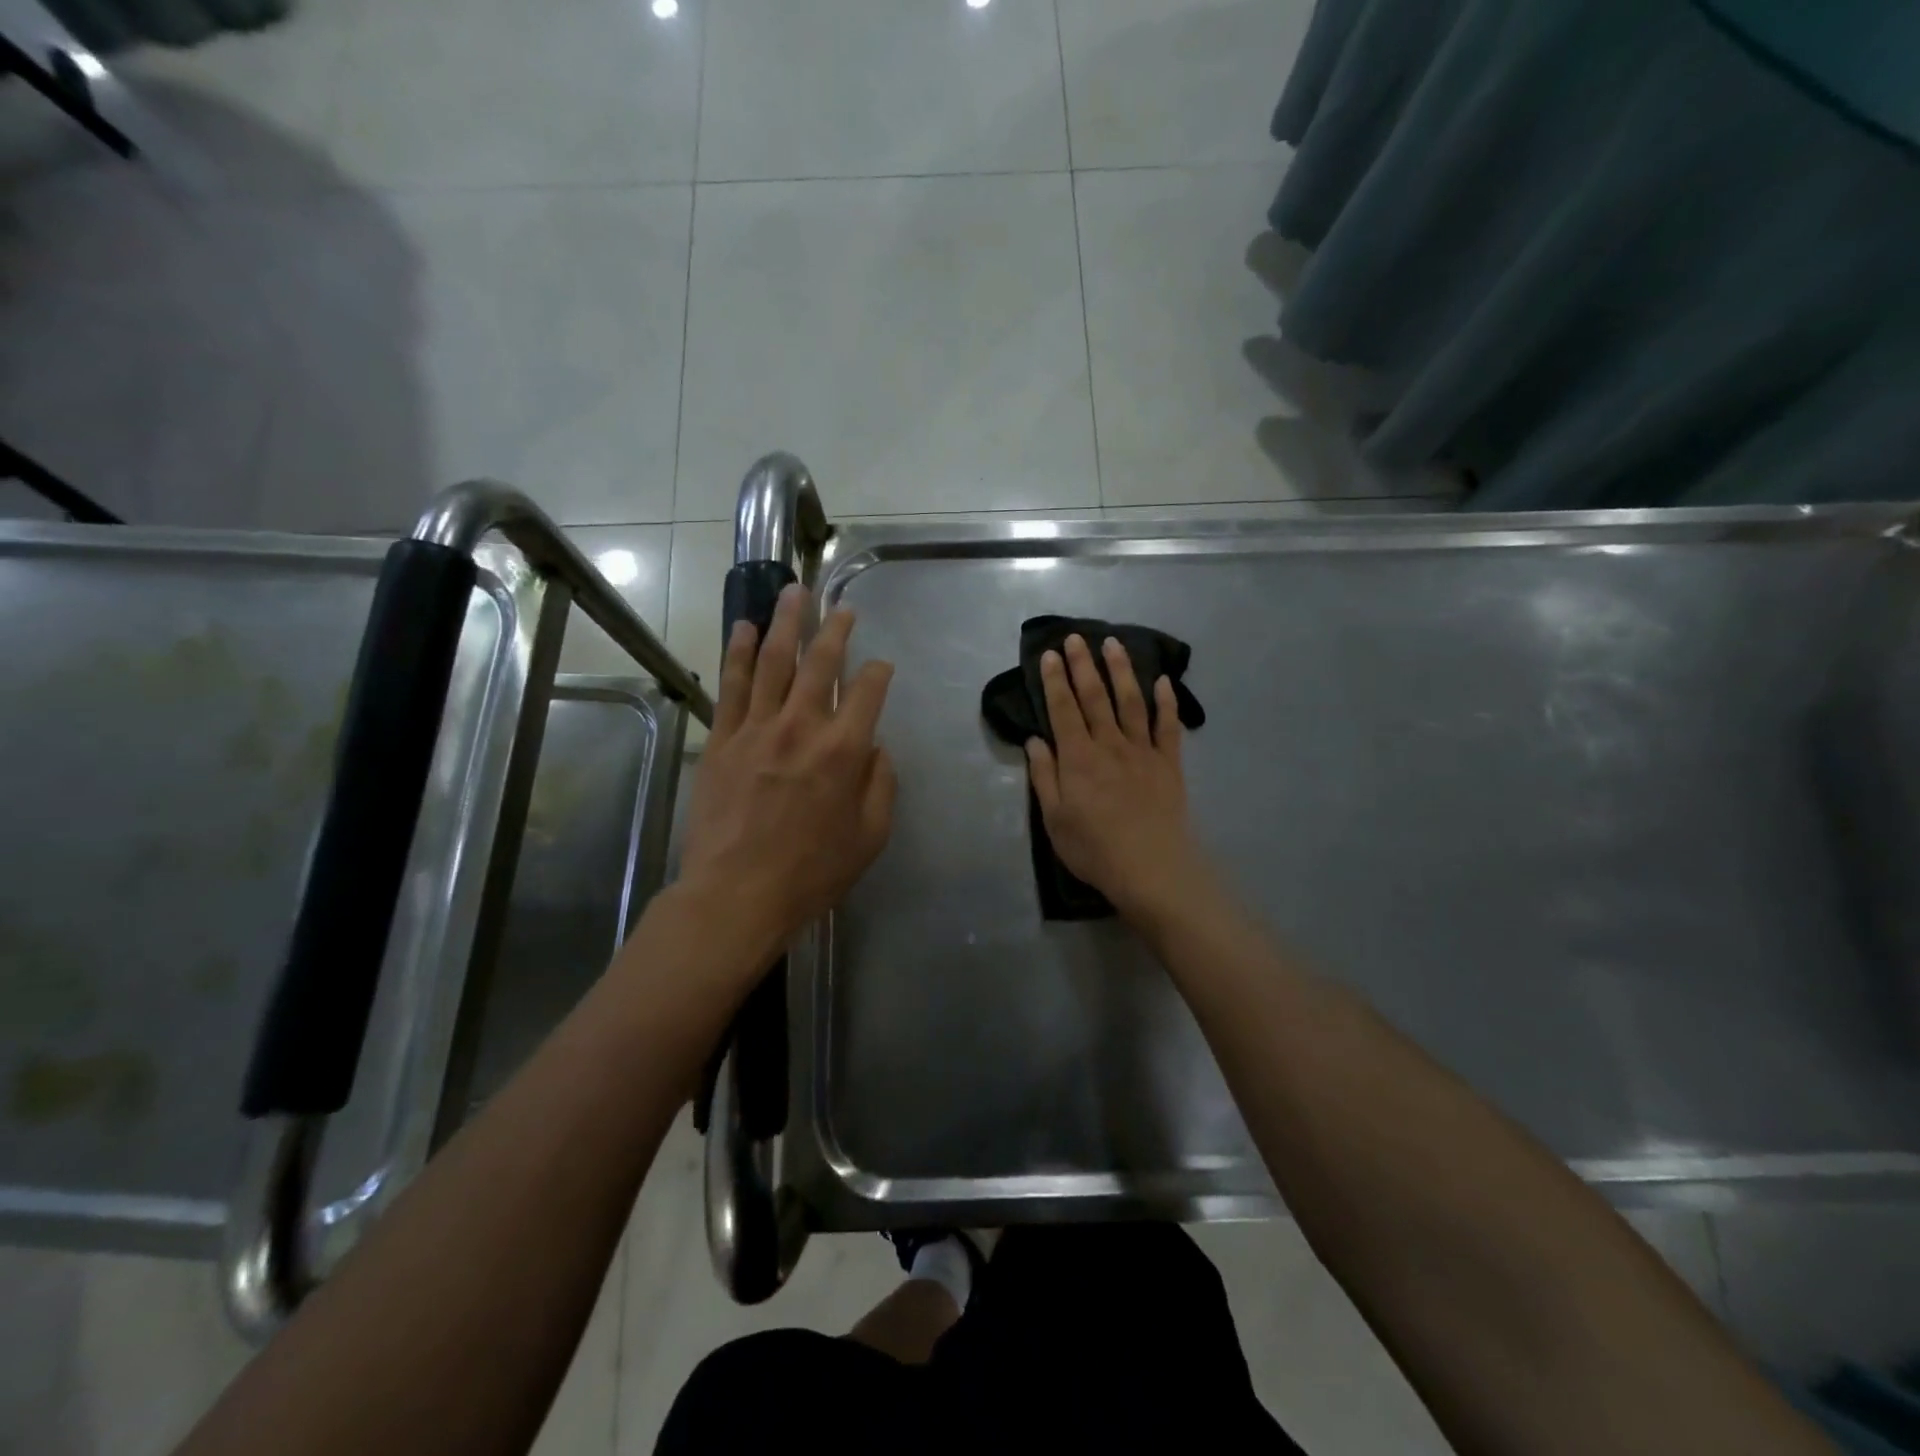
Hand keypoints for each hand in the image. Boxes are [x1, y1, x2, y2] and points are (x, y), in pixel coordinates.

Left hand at [681, 585, 896, 951]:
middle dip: (835, 629)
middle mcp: (802, 726)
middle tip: (842, 607)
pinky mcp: (722, 739)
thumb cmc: (812, 871)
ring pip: (773, 660)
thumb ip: (881, 784)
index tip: (882, 666)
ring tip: (792, 592)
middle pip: (820, 662)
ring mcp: (756, 728)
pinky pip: (731, 685)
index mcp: (844, 750)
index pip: (868, 691)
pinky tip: (744, 628)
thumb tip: (875, 747)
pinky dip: (738, 652)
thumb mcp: (871, 836)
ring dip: (785, 622)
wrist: (737, 893)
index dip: (879, 672)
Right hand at [1025, 634, 1207, 924]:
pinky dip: (1166, 702)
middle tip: (1075, 637)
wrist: (1151, 869)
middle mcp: (1110, 744)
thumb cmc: (1095, 848)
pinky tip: (1164, 681)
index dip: (1054, 680)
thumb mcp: (1054, 819)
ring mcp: (1143, 751)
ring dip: (1121, 670)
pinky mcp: (1169, 764)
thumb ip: (1044, 777)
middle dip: (1083, 665)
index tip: (1049, 654)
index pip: (1063, 709)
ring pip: (1131, 701)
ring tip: (1113, 643)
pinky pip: (1168, 726)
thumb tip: (1035, 741)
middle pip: (1095, 697)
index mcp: (1078, 758)